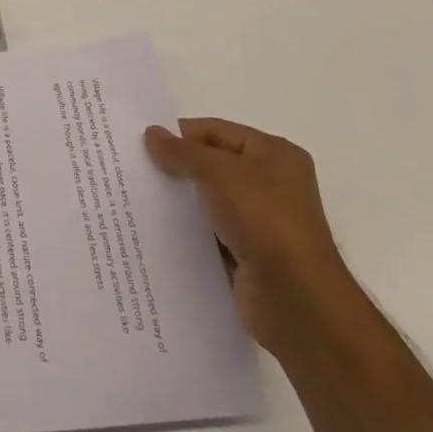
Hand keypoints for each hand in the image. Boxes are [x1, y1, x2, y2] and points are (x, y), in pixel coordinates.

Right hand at [144, 118, 355, 354]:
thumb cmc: (263, 219)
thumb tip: (151, 133)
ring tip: (139, 197)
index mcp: (274, 154)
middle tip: (136, 168)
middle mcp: (272, 184)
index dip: (180, 134)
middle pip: (213, 164)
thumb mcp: (218, 172)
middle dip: (178, 166)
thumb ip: (182, 151)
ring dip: (181, 200)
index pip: (217, 131)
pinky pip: (212, 234)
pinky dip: (190, 231)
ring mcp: (263, 222)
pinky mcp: (250, 256)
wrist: (296, 300)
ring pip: (210, 201)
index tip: (142, 142)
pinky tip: (158, 230)